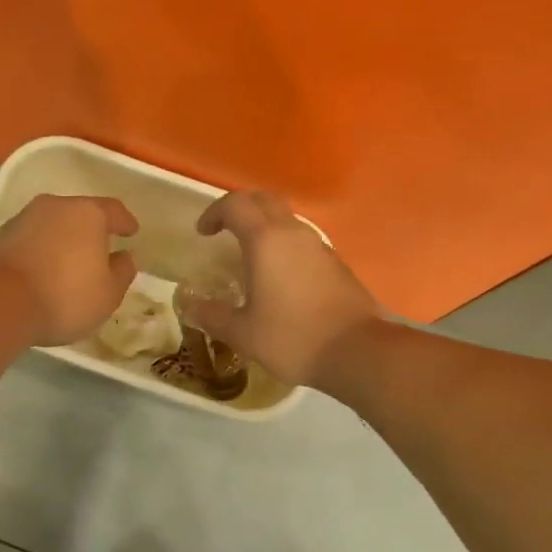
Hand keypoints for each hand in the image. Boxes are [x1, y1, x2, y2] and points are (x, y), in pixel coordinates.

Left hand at [0, 195, 139, 345]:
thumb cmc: (65, 296)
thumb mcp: (108, 294)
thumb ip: (122, 272)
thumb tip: (124, 258)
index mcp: (88, 214)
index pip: (114, 210)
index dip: (125, 222)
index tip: (131, 232)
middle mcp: (55, 207)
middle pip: (80, 214)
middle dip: (91, 231)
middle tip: (100, 250)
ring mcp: (23, 219)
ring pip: (52, 226)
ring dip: (63, 241)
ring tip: (69, 264)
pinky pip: (31, 240)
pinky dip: (41, 251)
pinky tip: (43, 271)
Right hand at [182, 191, 381, 386]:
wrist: (358, 352)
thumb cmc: (293, 338)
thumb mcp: (243, 334)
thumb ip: (214, 316)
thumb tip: (193, 308)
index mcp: (266, 241)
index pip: (235, 204)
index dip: (214, 212)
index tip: (203, 233)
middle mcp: (293, 233)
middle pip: (264, 200)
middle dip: (241, 208)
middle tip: (225, 230)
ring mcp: (319, 246)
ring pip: (287, 218)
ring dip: (265, 226)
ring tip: (250, 255)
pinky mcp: (336, 263)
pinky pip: (303, 240)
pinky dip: (284, 244)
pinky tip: (279, 277)